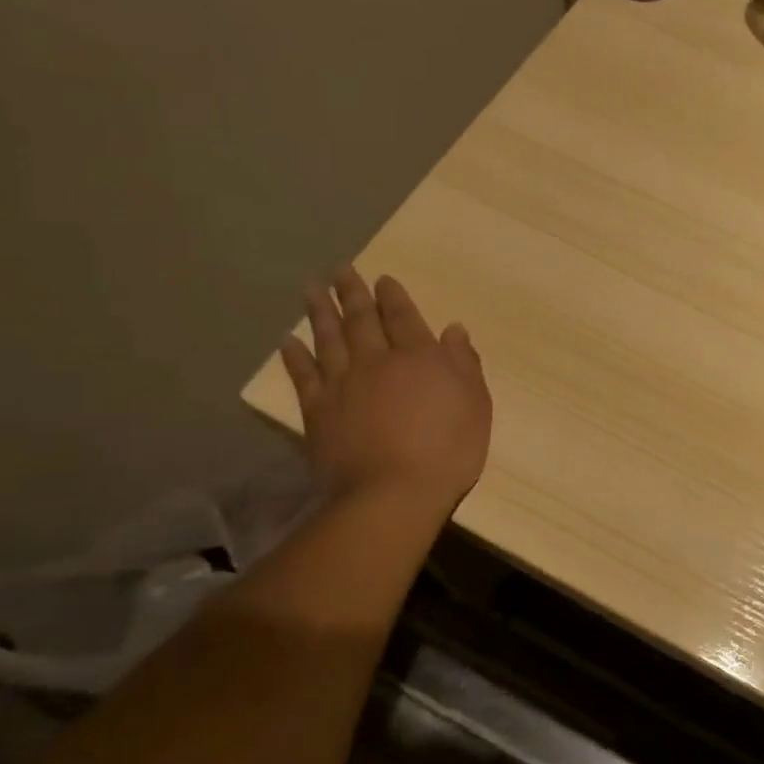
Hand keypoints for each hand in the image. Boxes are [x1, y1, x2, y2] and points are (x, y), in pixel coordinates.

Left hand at [279, 265, 491, 510]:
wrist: (393, 493)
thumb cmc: (447, 450)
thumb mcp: (476, 405)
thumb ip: (465, 364)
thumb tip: (454, 329)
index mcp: (418, 356)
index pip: (403, 317)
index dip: (393, 296)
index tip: (383, 279)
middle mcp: (377, 360)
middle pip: (362, 319)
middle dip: (353, 292)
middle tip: (340, 270)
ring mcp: (343, 384)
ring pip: (329, 338)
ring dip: (320, 311)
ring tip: (312, 288)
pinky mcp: (318, 411)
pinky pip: (304, 375)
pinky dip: (295, 356)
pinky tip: (288, 341)